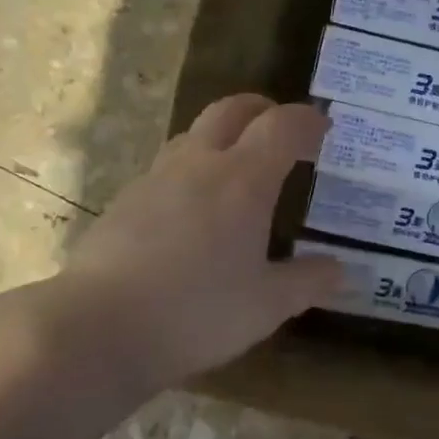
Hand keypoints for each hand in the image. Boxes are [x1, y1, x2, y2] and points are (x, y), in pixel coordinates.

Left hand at [58, 95, 341, 389]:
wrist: (99, 328)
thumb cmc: (198, 311)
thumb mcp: (268, 305)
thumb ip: (308, 282)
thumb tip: (339, 270)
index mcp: (242, 180)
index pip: (282, 127)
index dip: (307, 121)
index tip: (324, 128)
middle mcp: (198, 165)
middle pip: (231, 110)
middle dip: (262, 110)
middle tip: (281, 128)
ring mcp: (154, 179)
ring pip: (193, 136)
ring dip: (222, 139)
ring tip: (238, 170)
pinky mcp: (123, 202)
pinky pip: (166, 170)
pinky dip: (190, 173)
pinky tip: (192, 213)